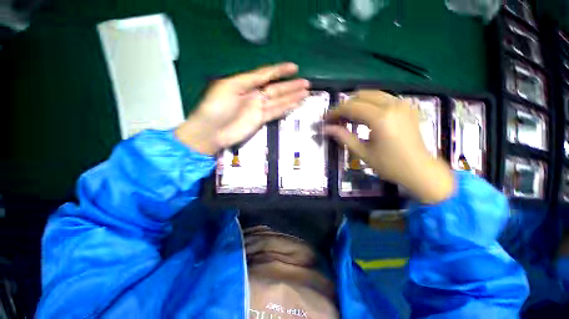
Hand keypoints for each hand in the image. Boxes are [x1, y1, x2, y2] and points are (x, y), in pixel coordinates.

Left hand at [176, 63, 309, 154]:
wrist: (211, 132)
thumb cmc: (216, 107)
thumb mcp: (230, 87)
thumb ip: (250, 80)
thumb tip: (267, 75)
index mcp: (245, 83)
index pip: (266, 74)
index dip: (280, 70)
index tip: (294, 67)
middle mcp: (254, 94)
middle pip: (276, 88)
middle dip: (291, 85)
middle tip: (306, 83)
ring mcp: (258, 108)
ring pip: (279, 100)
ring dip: (292, 96)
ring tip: (305, 92)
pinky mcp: (261, 119)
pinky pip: (276, 112)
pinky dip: (286, 108)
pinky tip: (295, 104)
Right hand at [324, 90, 453, 203]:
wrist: (420, 169)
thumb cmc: (389, 165)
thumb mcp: (362, 152)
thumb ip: (343, 137)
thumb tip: (326, 128)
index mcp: (380, 118)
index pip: (351, 107)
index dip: (335, 112)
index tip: (326, 119)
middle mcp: (392, 105)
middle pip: (360, 95)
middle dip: (345, 106)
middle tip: (336, 119)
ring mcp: (402, 103)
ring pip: (372, 94)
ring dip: (356, 103)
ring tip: (348, 118)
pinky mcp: (407, 106)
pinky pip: (382, 98)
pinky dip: (369, 103)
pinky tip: (364, 116)